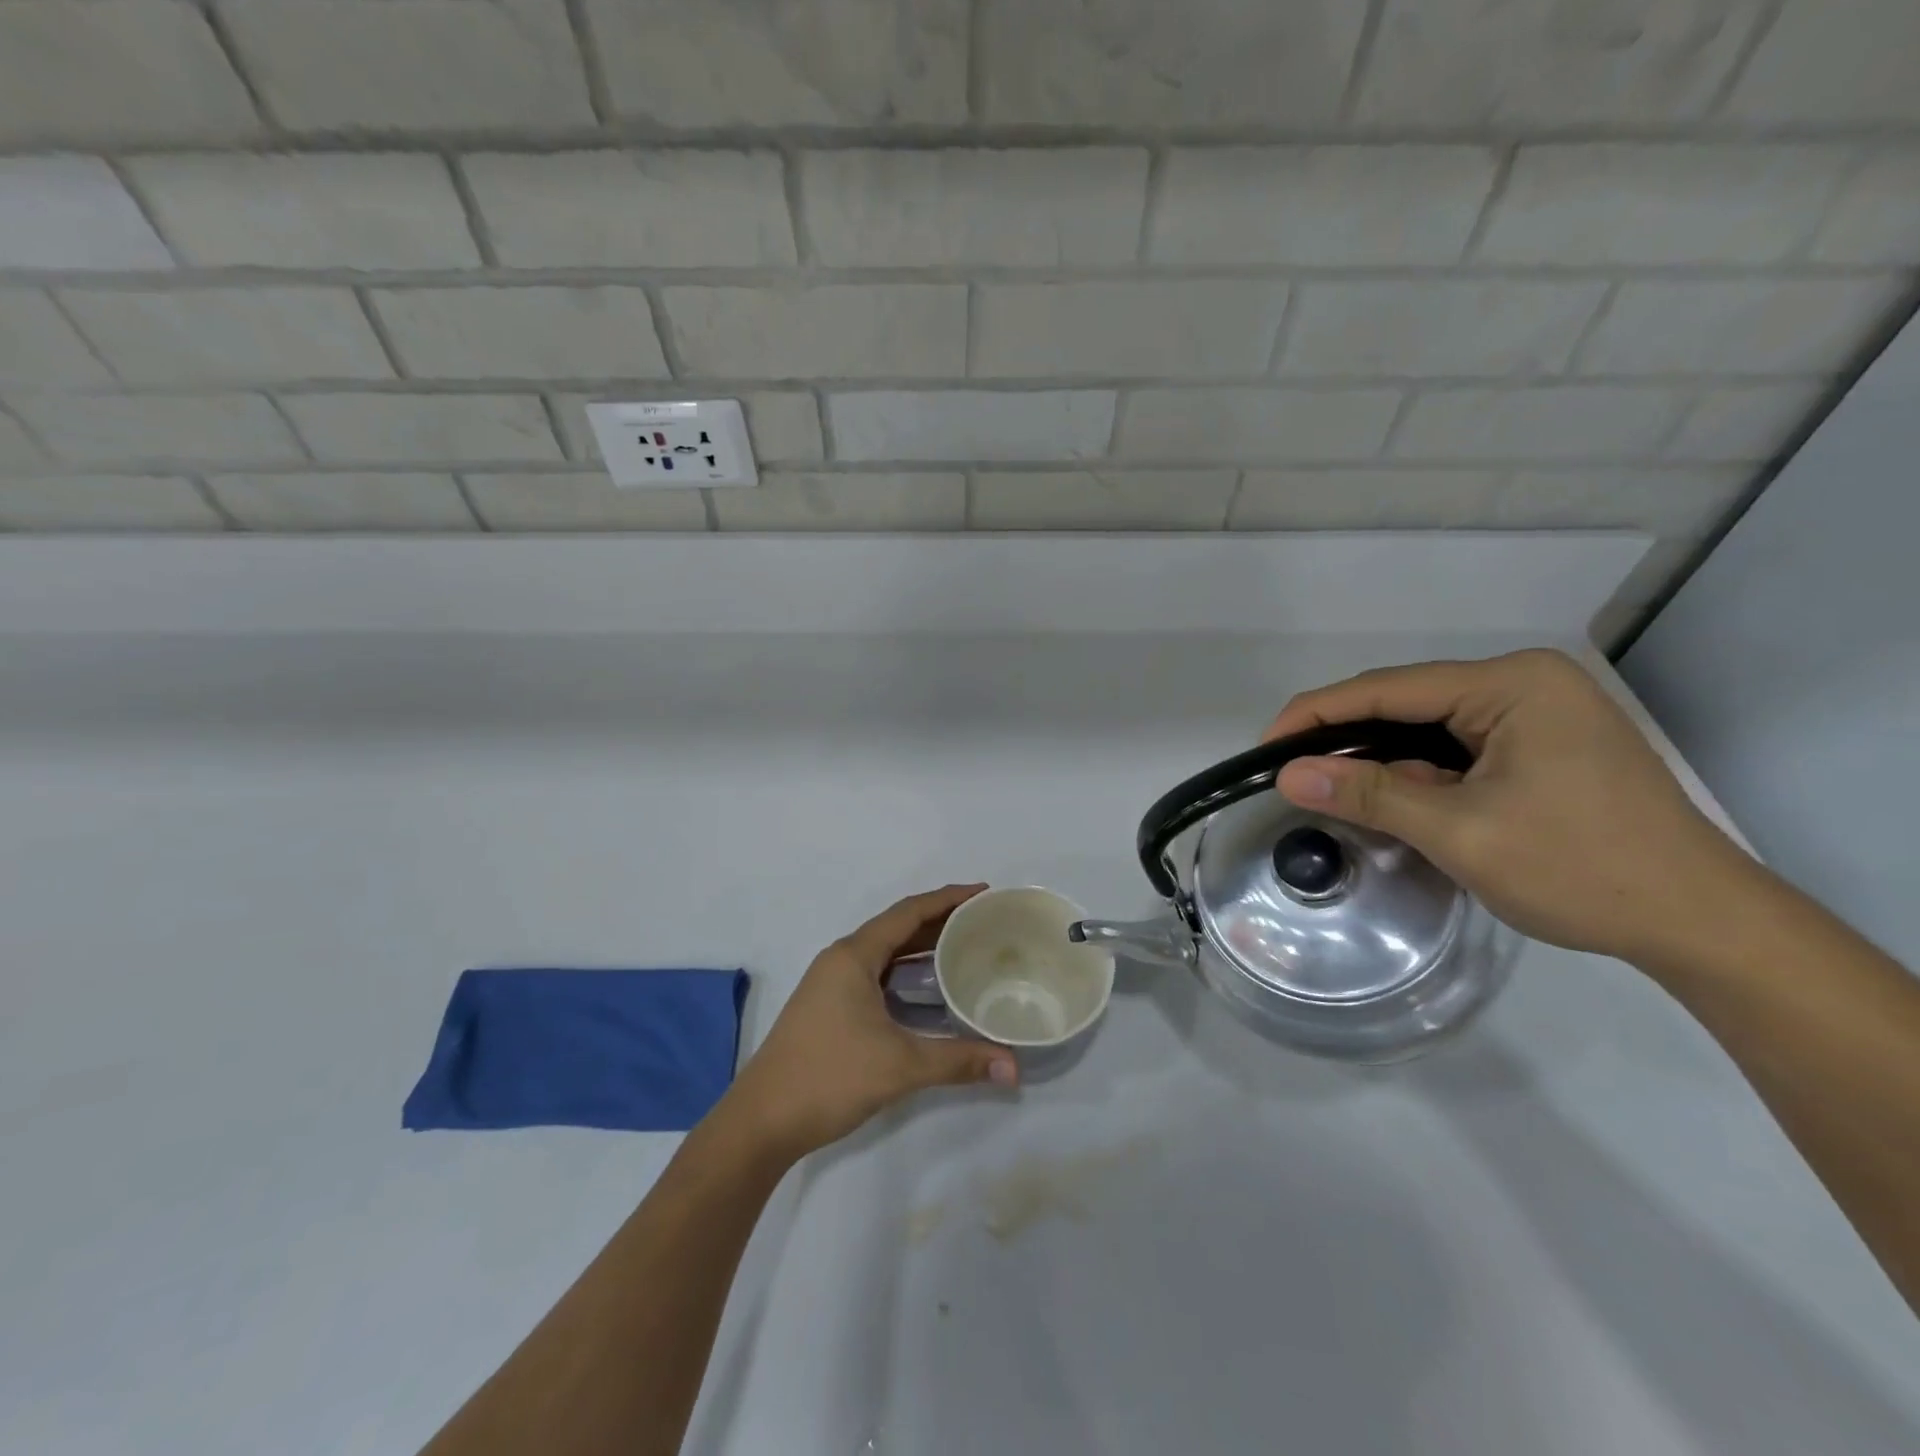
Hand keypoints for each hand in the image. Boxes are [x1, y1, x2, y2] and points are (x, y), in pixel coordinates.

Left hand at [723, 885, 1017, 1159]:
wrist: (761, 1121)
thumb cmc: (828, 1077)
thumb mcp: (900, 1066)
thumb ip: (959, 1061)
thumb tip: (1015, 1069)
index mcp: (854, 956)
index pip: (908, 912)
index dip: (948, 899)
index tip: (984, 893)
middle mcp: (841, 960)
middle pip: (898, 927)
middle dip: (940, 920)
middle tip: (984, 921)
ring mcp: (832, 984)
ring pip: (886, 953)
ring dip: (923, 947)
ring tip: (966, 948)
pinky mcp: (830, 1007)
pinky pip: (877, 973)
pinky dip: (906, 972)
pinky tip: (930, 990)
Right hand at [1265, 649, 1751, 966]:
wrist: (1700, 924)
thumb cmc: (1582, 869)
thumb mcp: (1461, 832)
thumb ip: (1370, 795)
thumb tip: (1286, 775)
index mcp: (1512, 684)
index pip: (1387, 689)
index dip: (1316, 715)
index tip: (1264, 749)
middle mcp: (1523, 683)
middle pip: (1404, 702)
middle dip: (1343, 738)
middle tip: (1288, 772)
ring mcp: (1536, 713)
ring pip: (1425, 726)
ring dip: (1377, 758)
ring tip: (1325, 787)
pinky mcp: (1540, 744)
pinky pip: (1454, 747)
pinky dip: (1414, 772)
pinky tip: (1387, 797)